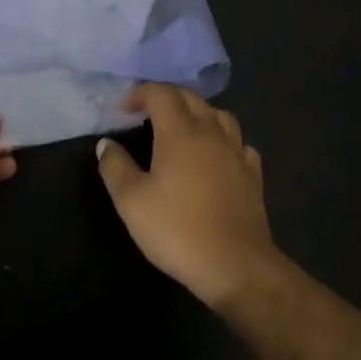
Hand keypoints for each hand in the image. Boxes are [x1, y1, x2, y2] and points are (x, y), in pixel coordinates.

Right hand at [96, 85, 280, 306]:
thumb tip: (106, 144)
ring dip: (197, 113)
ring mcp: (236, 152)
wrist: (236, 266)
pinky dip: (223, 139)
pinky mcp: (253, 175)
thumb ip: (115, 167)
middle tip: (146, 113)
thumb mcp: (131, 201)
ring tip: (183, 129)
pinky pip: (239, 142)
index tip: (122, 109)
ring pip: (219, 115)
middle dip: (166, 97)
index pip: (160, 93)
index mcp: (180, 131)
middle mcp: (211, 132)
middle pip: (190, 97)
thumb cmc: (177, 230)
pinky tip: (216, 155)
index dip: (139, 94)